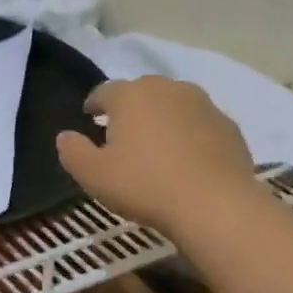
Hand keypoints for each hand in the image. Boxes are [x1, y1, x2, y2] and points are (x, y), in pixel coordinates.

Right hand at [56, 76, 258, 236]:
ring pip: (174, 105)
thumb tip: (64, 136)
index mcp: (131, 96)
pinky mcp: (228, 125)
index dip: (94, 103)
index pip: (105, 91)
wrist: (214, 203)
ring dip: (161, 118)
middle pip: (142, 92)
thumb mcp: (93, 175)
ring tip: (155, 144)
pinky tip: (186, 159)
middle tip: (121, 132)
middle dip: (129, 108)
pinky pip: (199, 124)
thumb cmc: (144, 185)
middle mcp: (168, 89)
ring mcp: (203, 104)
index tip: (89, 115)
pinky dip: (189, 134)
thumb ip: (73, 151)